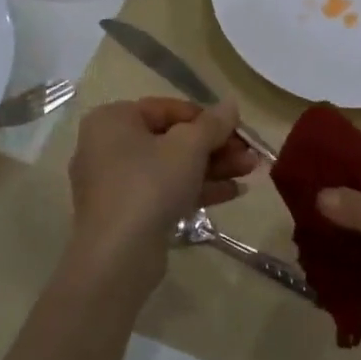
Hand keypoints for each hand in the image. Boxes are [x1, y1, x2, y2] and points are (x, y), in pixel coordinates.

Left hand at [66, 98, 258, 279]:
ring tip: (251, 171)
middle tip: (249, 154)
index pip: (167, 108)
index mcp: (113, 120)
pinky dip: (197, 189)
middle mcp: (109, 146)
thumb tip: (231, 104)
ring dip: (213, 168)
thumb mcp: (189, 147)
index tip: (237, 129)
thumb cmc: (149, 185)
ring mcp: (117, 183)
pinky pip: (165, 191)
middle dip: (215, 146)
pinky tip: (234, 192)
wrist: (117, 255)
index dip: (206, 117)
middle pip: (172, 139)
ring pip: (172, 167)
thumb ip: (213, 123)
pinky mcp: (128, 213)